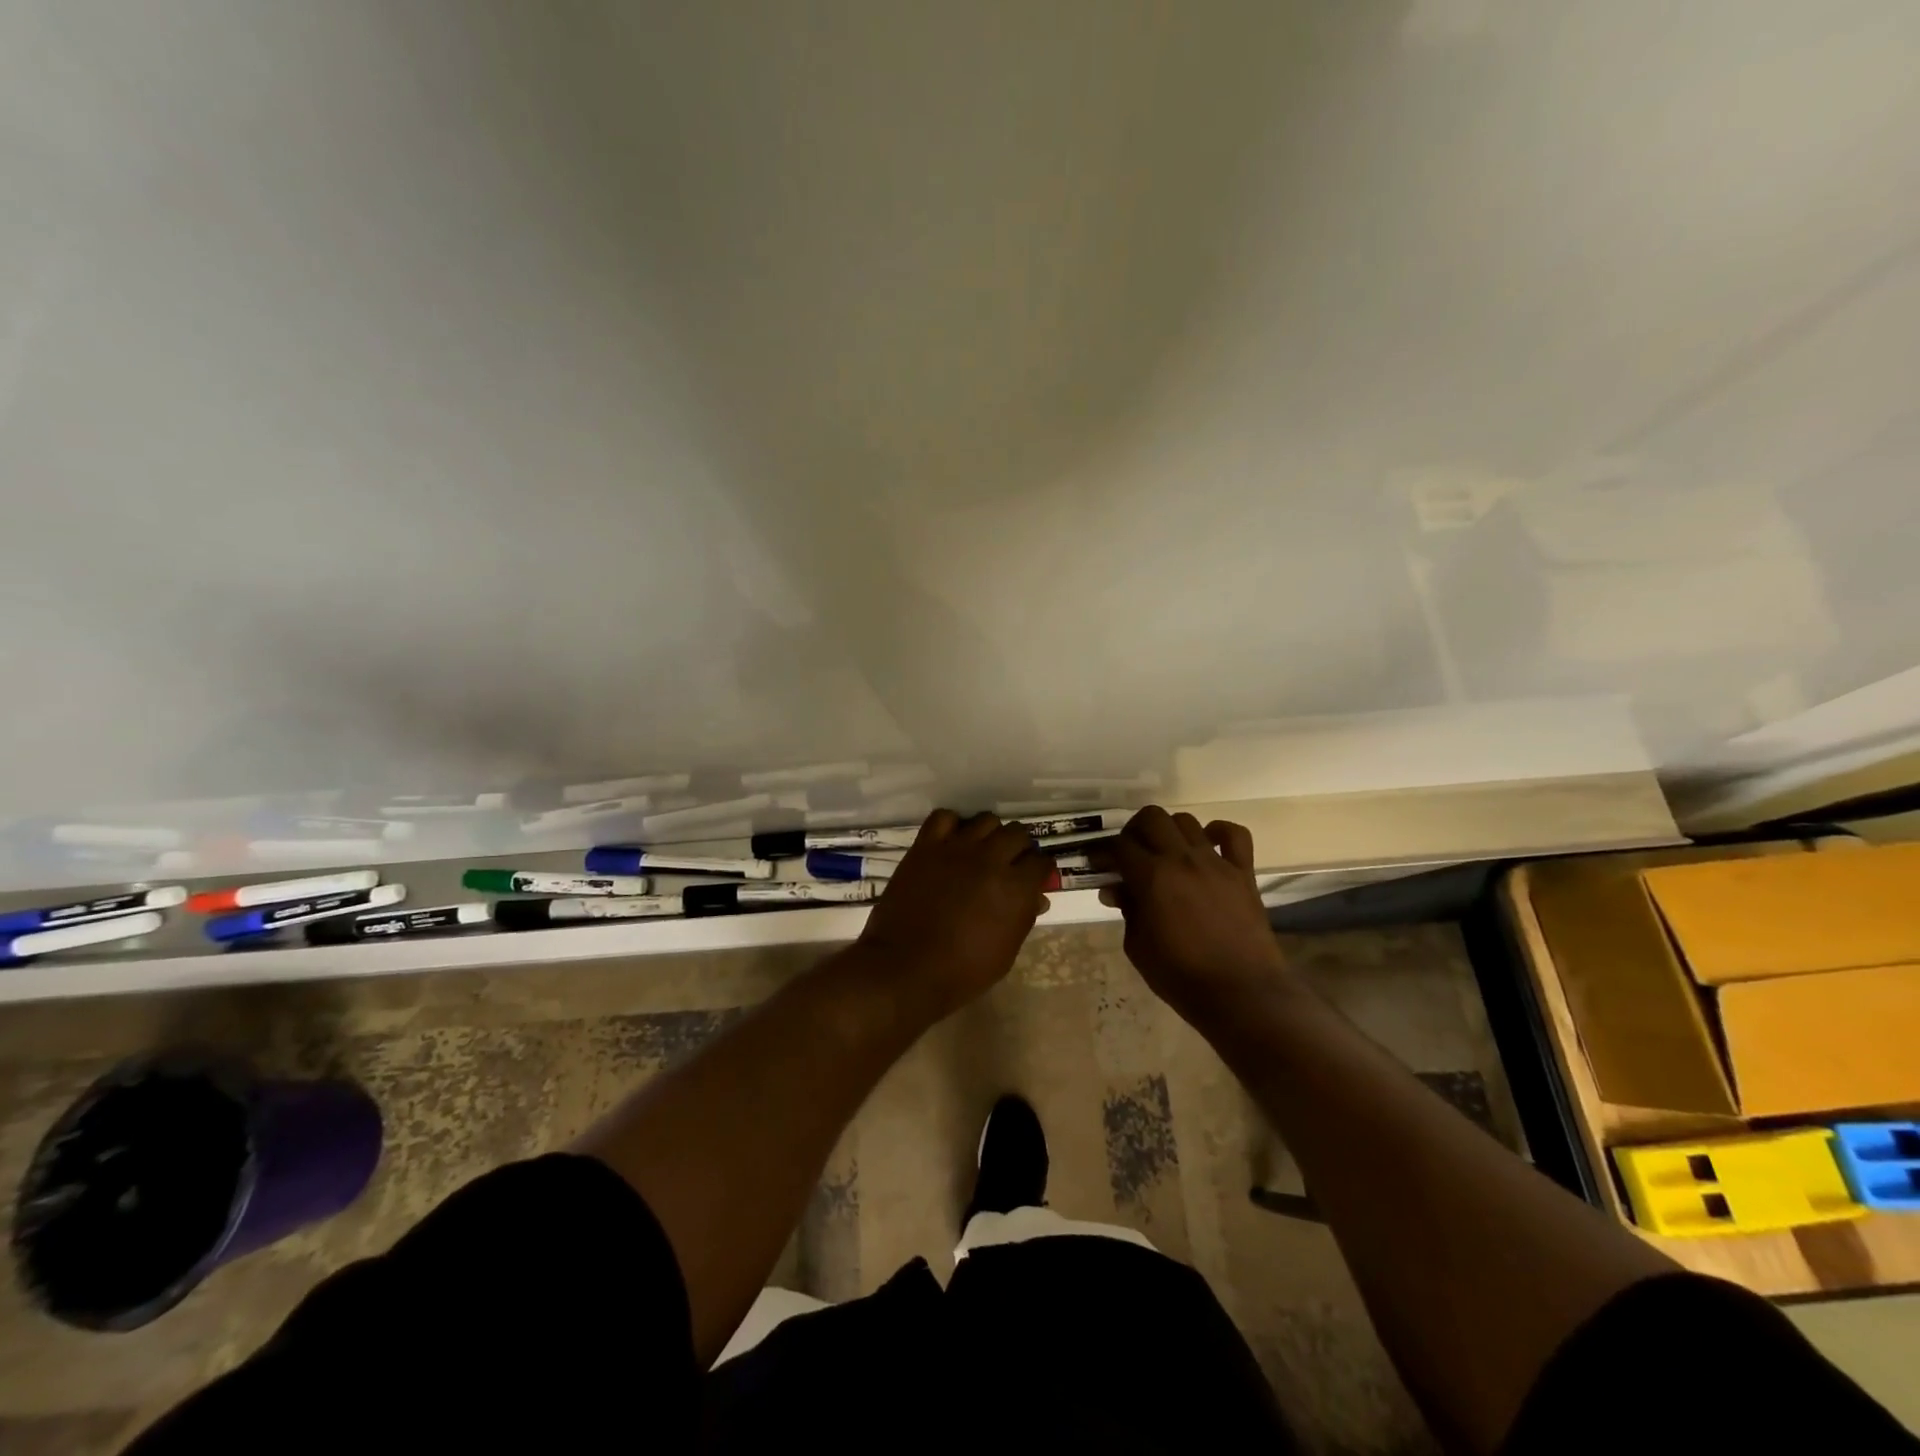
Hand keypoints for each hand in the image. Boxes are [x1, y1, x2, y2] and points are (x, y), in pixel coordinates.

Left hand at [856, 810, 1053, 1022]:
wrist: (906, 968)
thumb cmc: (962, 971)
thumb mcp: (1006, 952)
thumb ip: (1024, 917)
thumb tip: (1036, 898)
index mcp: (1016, 888)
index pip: (1042, 861)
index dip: (1040, 870)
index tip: (1034, 878)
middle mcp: (991, 859)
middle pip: (1018, 833)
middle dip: (1019, 848)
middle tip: (1009, 865)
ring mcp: (957, 848)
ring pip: (986, 820)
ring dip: (990, 834)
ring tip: (981, 851)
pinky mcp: (926, 846)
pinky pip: (944, 817)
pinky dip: (951, 825)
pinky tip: (951, 842)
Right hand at [1103, 807, 1293, 1026]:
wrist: (1241, 995)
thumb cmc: (1181, 976)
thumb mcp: (1138, 947)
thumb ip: (1127, 910)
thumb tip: (1115, 889)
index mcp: (1152, 877)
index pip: (1119, 846)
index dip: (1103, 852)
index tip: (1098, 864)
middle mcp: (1182, 859)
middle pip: (1152, 818)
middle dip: (1134, 831)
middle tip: (1130, 854)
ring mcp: (1216, 863)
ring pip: (1187, 821)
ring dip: (1169, 831)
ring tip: (1165, 853)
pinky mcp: (1243, 872)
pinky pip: (1235, 835)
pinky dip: (1219, 832)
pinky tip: (1208, 846)